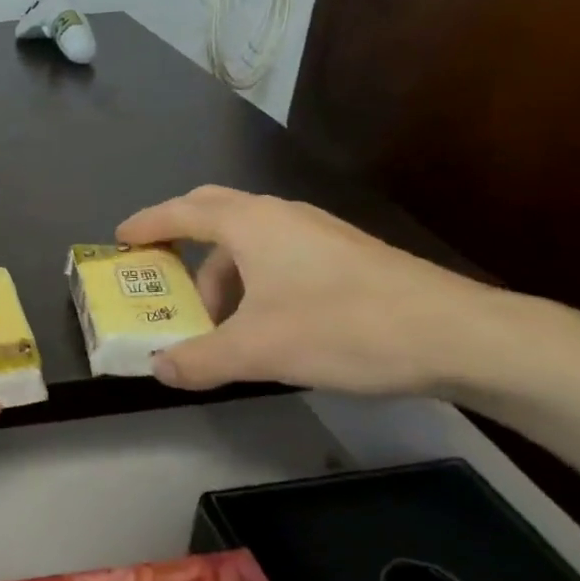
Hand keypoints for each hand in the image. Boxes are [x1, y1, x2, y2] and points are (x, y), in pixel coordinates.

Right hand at [116, 186, 512, 395]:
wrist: (458, 335)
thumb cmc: (342, 328)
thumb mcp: (257, 351)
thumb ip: (199, 360)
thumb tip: (160, 369)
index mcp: (251, 224)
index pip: (183, 211)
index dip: (147, 223)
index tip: (120, 239)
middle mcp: (282, 216)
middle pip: (215, 212)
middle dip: (181, 239)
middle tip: (160, 269)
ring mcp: (318, 233)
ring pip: (251, 241)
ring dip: (221, 273)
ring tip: (217, 322)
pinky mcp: (346, 256)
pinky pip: (279, 257)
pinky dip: (254, 281)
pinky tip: (266, 324)